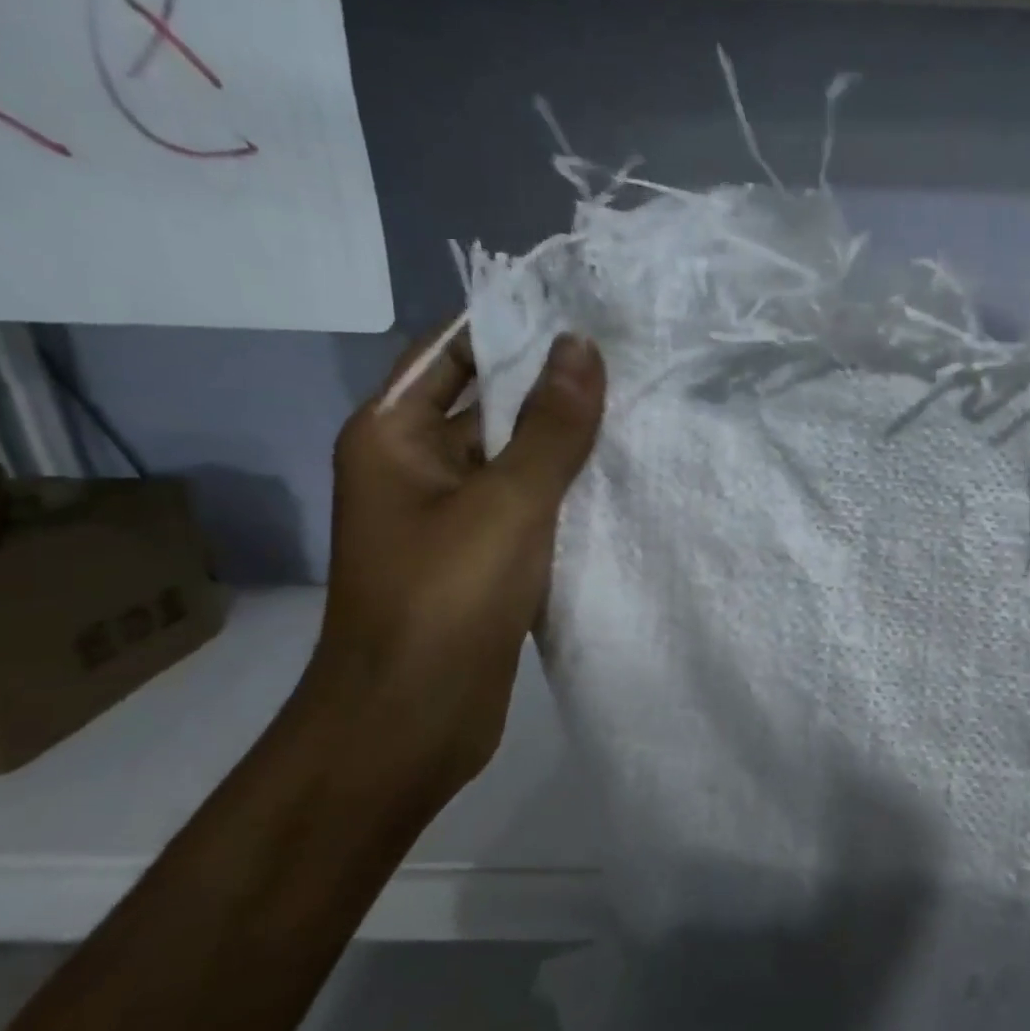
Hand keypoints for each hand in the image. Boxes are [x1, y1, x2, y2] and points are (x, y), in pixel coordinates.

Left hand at [307, 327, 604, 797]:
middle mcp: (413, 465)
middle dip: (548, 380)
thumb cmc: (445, 599)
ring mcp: (448, 514)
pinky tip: (619, 475)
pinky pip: (525, 501)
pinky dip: (564, 486)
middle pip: (484, 399)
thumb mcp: (507, 502)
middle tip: (625, 356)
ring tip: (636, 405)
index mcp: (393, 434)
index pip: (451, 350)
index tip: (581, 308)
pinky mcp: (480, 555)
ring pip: (510, 454)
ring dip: (561, 436)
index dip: (510, 323)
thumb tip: (582, 346)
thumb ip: (550, 425)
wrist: (410, 722)